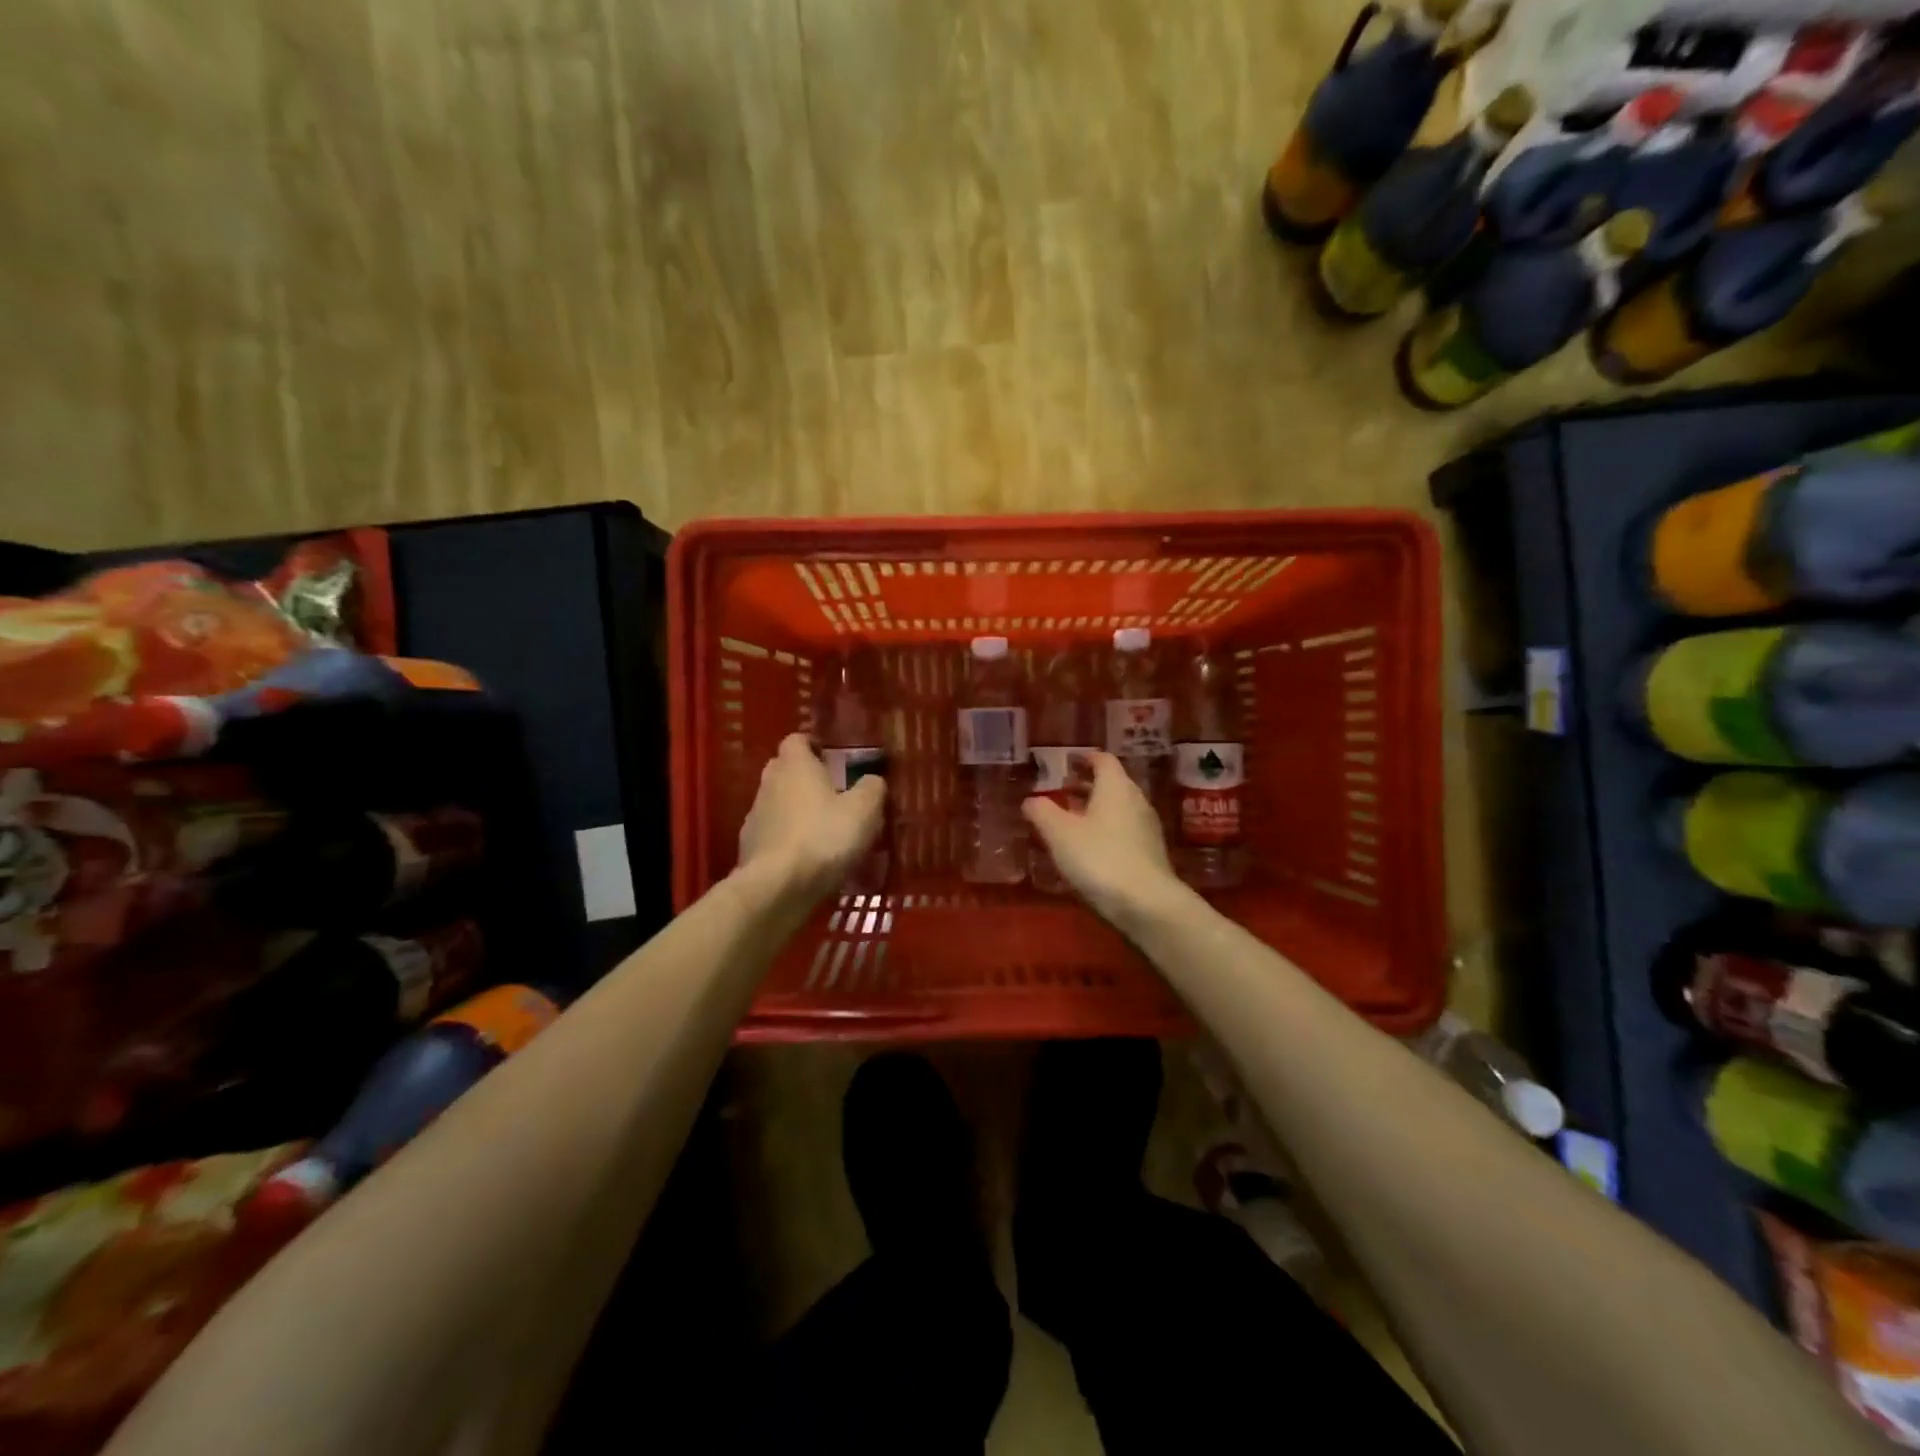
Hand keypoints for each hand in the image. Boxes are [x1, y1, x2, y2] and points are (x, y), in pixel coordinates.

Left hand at [736, 733, 886, 903]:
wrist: (776, 887)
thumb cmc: (823, 837)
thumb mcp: (864, 811)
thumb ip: (872, 788)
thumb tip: (872, 780)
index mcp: (795, 765)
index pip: (797, 740)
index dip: (814, 746)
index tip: (833, 759)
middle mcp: (769, 783)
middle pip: (784, 770)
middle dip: (805, 778)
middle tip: (833, 794)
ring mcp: (755, 816)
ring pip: (777, 803)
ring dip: (796, 810)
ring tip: (822, 831)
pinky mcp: (749, 847)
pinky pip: (772, 834)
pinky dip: (787, 839)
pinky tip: (806, 858)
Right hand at [1022, 752, 1180, 923]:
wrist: (1147, 904)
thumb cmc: (1099, 858)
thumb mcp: (1060, 834)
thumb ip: (1042, 812)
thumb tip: (1031, 799)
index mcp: (1115, 786)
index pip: (1103, 760)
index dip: (1085, 758)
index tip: (1068, 762)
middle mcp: (1136, 800)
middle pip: (1113, 783)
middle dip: (1088, 785)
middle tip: (1064, 790)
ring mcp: (1148, 827)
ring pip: (1120, 808)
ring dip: (1097, 809)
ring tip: (1073, 820)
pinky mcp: (1151, 853)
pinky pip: (1126, 830)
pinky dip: (1107, 829)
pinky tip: (1091, 847)